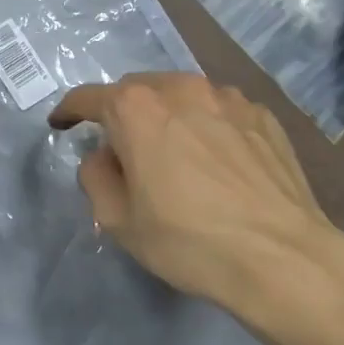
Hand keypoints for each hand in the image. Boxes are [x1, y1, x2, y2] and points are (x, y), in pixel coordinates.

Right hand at [48, 73, 343, 323]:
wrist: (281, 256)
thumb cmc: (189, 241)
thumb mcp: (119, 222)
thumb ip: (97, 177)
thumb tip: (105, 156)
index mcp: (136, 109)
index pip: (89, 97)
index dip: (69, 111)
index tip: (61, 124)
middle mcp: (181, 88)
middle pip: (137, 90)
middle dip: (122, 113)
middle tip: (124, 150)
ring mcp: (228, 97)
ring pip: (182, 96)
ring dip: (168, 116)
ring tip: (175, 154)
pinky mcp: (262, 115)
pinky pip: (220, 112)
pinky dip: (208, 126)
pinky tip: (218, 162)